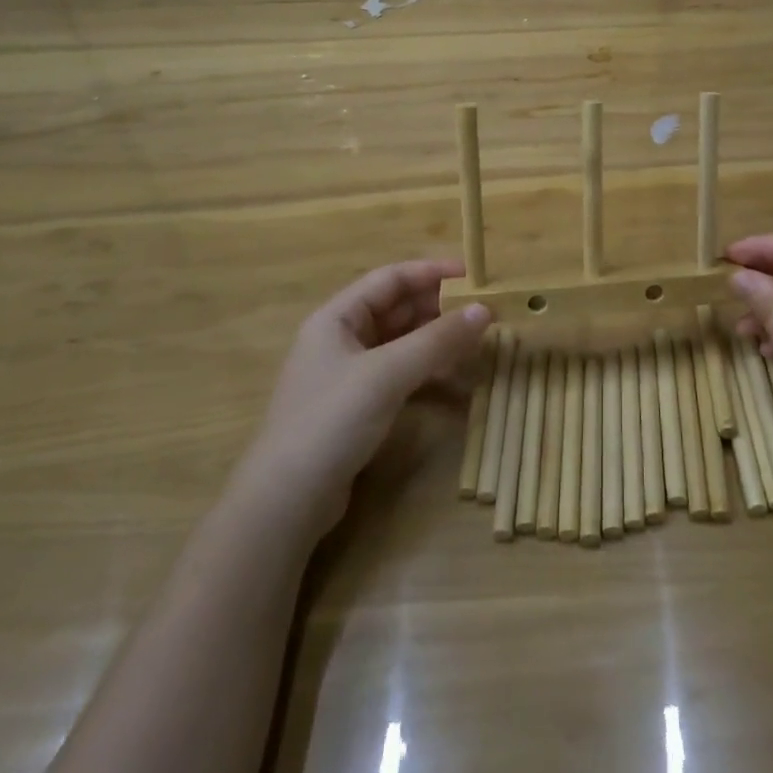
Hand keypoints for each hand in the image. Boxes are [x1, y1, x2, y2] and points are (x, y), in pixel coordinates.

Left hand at [240, 259, 491, 536]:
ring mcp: (349, 375)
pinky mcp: (358, 406)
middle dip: (438, 307)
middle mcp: (341, 339)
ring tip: (476, 342)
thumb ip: (437, 340)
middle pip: (396, 309)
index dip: (431, 272)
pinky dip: (428, 370)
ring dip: (436, 339)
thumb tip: (484, 310)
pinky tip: (455, 378)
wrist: (287, 500)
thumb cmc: (332, 420)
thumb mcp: (388, 373)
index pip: (389, 279)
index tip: (472, 275)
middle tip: (482, 311)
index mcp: (336, 318)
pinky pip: (401, 373)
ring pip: (401, 342)